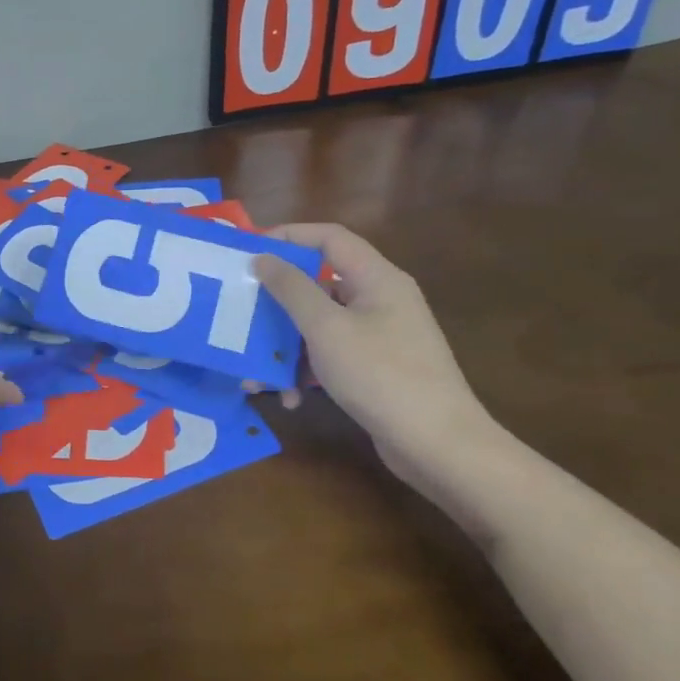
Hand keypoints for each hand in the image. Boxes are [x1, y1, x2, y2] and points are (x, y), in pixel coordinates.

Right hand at [251, 223, 496, 482]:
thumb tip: (263, 257)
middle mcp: (379, 299)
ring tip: (258, 374)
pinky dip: (306, 370)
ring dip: (285, 345)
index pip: (328, 237)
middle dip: (277, 303)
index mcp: (376, 278)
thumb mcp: (326, 328)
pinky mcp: (375, 367)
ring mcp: (379, 335)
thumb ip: (291, 289)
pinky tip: (289, 397)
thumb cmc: (380, 375)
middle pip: (318, 283)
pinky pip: (331, 354)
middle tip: (242, 313)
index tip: (248, 251)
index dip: (287, 236)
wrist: (437, 444)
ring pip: (319, 324)